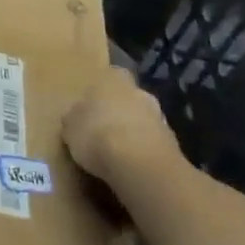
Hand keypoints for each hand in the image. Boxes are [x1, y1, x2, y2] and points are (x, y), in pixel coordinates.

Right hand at [62, 64, 184, 191]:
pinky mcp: (174, 147)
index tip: (91, 108)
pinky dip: (143, 153)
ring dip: (133, 133)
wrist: (140, 166)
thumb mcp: (70, 126)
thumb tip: (76, 118)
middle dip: (119, 112)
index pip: (109, 77)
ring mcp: (161, 119)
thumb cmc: (97, 134)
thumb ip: (75, 117)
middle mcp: (140, 92)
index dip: (100, 93)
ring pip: (142, 122)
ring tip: (117, 153)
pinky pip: (152, 145)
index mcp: (113, 78)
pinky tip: (131, 167)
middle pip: (128, 99)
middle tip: (103, 130)